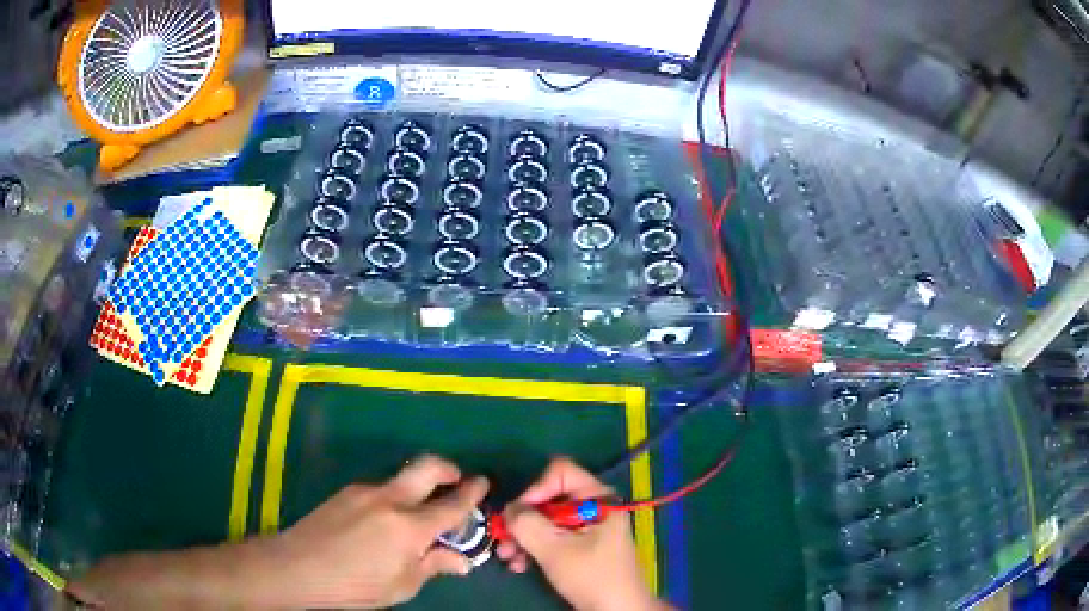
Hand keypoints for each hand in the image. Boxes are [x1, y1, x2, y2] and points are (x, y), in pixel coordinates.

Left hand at [271, 455, 488, 608]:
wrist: (298, 566)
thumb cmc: (356, 586)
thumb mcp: (402, 585)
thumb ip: (434, 566)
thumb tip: (462, 560)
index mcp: (410, 528)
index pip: (452, 505)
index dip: (472, 493)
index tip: (483, 483)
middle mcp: (391, 500)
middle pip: (427, 467)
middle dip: (448, 469)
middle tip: (456, 481)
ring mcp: (365, 491)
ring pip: (401, 479)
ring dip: (417, 488)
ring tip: (413, 518)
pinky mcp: (347, 491)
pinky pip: (380, 489)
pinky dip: (393, 499)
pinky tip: (382, 524)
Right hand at [497, 458, 664, 610]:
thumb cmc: (592, 576)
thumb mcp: (555, 550)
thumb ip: (528, 524)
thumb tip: (508, 509)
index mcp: (597, 498)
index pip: (560, 472)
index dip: (536, 489)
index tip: (519, 515)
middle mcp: (592, 506)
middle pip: (547, 498)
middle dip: (522, 520)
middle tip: (502, 540)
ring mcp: (585, 527)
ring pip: (544, 519)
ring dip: (522, 537)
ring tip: (507, 557)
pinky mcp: (578, 545)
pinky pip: (549, 537)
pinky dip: (532, 548)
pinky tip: (518, 565)